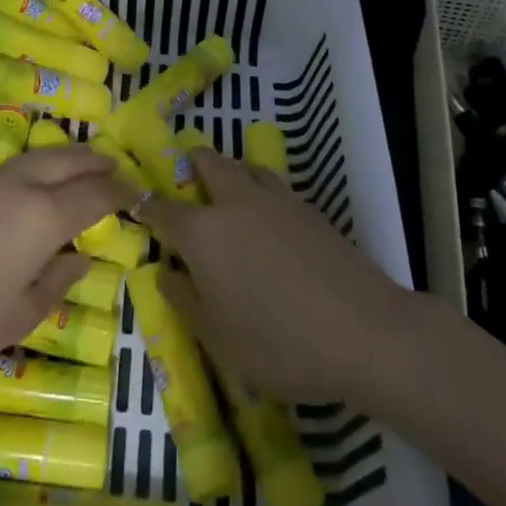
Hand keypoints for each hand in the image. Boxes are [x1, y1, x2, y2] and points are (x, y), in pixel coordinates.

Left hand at [0, 145, 127, 385]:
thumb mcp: (20, 314)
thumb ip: (58, 281)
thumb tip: (79, 257)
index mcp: (44, 216)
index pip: (94, 194)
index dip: (120, 193)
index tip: (138, 194)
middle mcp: (21, 187)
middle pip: (68, 161)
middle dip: (96, 162)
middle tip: (117, 167)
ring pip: (39, 157)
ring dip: (67, 157)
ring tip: (82, 165)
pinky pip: (15, 166)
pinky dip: (39, 165)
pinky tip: (36, 182)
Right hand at [141, 148, 410, 400]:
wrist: (365, 332)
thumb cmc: (280, 343)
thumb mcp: (217, 336)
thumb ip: (184, 299)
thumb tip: (167, 271)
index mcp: (203, 232)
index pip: (163, 208)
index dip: (147, 208)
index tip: (139, 211)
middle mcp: (235, 202)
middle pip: (207, 162)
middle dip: (190, 167)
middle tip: (186, 190)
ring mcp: (276, 199)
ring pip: (244, 165)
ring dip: (228, 171)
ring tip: (227, 199)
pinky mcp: (308, 208)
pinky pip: (272, 183)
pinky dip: (258, 188)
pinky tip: (266, 220)